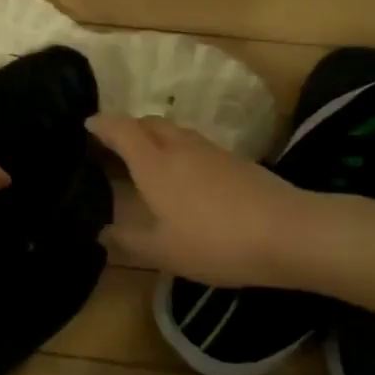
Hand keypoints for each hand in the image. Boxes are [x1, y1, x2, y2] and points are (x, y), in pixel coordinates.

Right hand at [89, 114, 314, 287]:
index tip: (85, 126)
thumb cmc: (215, 241)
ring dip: (153, 138)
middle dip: (126, 128)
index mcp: (153, 163)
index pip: (120, 129)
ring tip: (145, 162)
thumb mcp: (163, 251)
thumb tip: (101, 231)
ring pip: (172, 131)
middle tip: (112, 148)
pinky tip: (183, 178)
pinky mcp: (233, 160)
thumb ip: (128, 240)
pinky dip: (177, 150)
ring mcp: (209, 150)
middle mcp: (178, 146)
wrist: (289, 232)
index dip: (100, 124)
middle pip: (147, 122)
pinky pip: (193, 144)